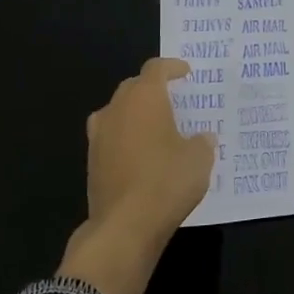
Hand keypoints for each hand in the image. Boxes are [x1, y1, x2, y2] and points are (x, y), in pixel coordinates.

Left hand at [57, 57, 215, 293]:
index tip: (185, 73)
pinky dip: (125, 138)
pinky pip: (111, 137)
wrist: (124, 226)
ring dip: (134, 113)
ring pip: (117, 111)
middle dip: (151, 89)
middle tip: (172, 99)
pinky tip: (140, 154)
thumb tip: (201, 138)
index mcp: (145, 98)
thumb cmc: (167, 182)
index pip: (156, 68)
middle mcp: (117, 108)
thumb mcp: (199, 160)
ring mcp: (99, 135)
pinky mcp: (91, 161)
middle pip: (133, 86)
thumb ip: (202, 142)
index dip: (171, 67)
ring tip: (154, 126)